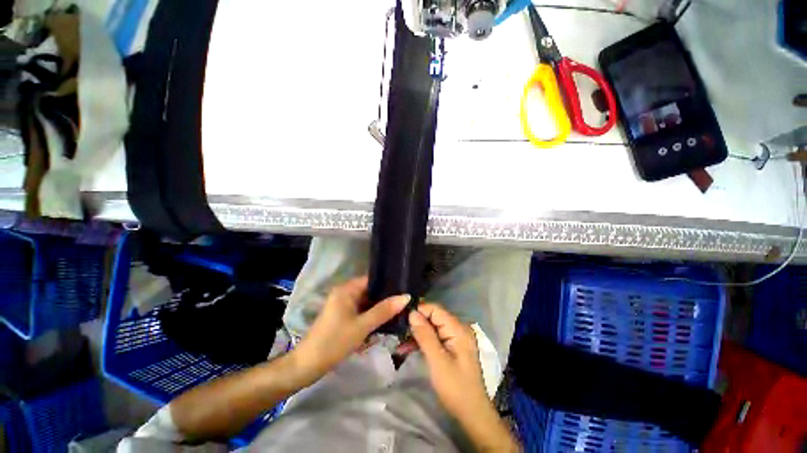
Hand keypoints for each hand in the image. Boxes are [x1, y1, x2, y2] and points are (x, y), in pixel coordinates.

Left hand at [291, 276, 408, 382]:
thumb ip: (384, 310)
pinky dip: (371, 316)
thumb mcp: (362, 326)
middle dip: (386, 298)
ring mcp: (343, 305)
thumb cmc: (335, 341)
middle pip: (370, 291)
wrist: (308, 365)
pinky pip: (361, 311)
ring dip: (379, 309)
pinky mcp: (343, 316)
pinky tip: (385, 322)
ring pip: (367, 302)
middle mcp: (345, 293)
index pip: (372, 279)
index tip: (405, 289)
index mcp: (347, 289)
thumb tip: (406, 297)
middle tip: (405, 303)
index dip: (388, 284)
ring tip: (400, 311)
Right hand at [408, 304, 488, 416]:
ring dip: (417, 333)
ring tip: (399, 340)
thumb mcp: (437, 361)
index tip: (402, 317)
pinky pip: (434, 338)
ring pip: (432, 328)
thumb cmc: (455, 387)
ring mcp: (454, 338)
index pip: (435, 309)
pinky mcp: (451, 347)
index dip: (419, 310)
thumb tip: (412, 313)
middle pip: (433, 317)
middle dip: (416, 322)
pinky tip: (407, 348)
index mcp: (457, 329)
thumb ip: (425, 335)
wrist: (472, 413)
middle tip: (398, 330)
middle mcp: (457, 329)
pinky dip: (422, 342)